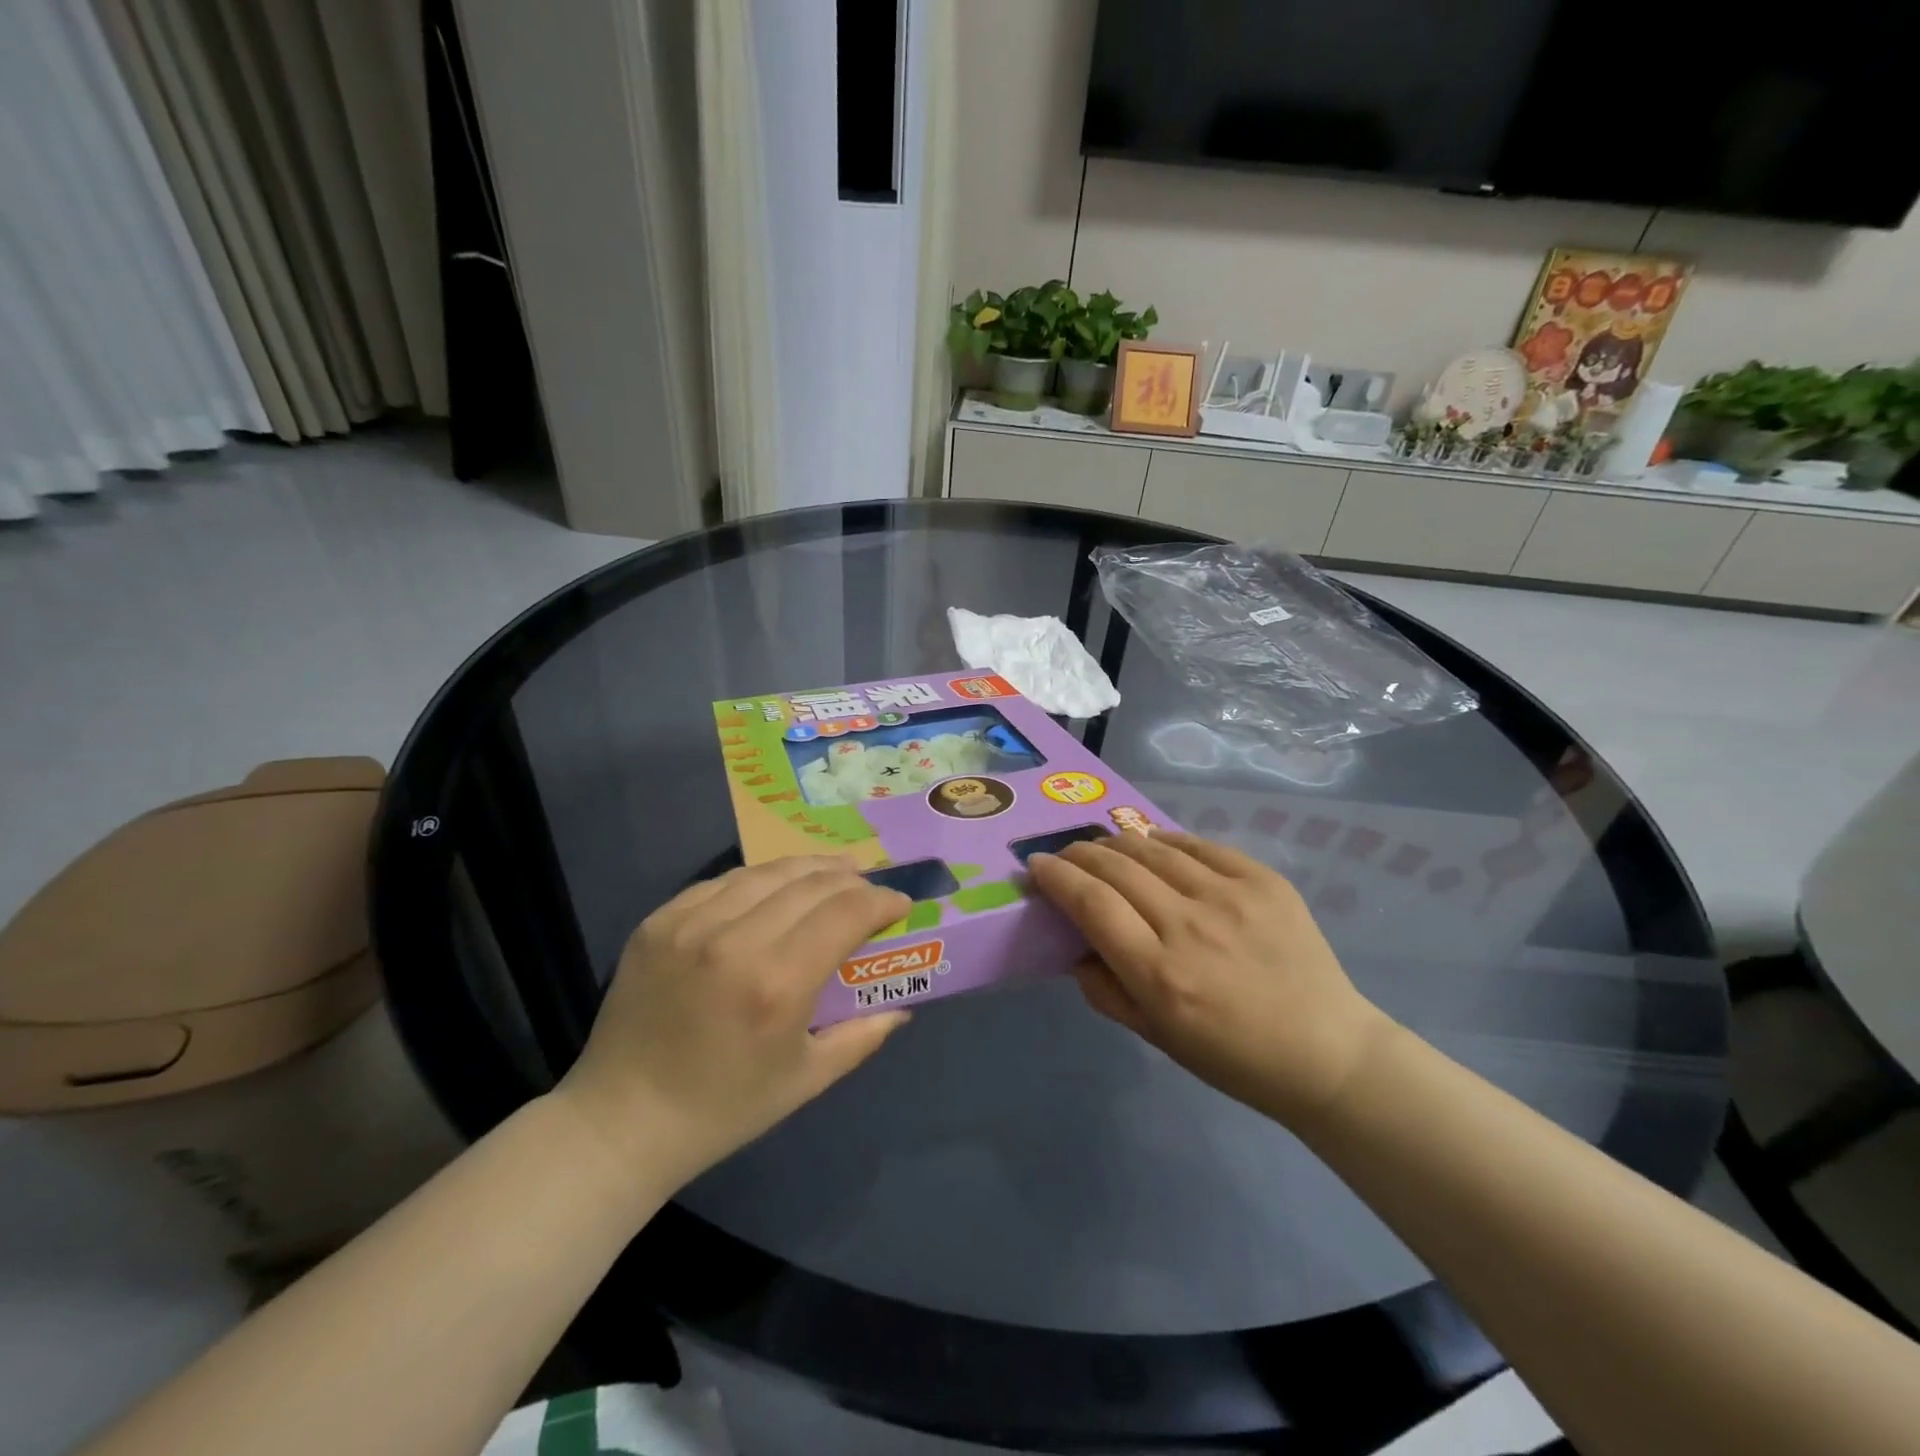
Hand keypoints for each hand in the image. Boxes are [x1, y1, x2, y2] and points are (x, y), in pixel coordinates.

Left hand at [553, 857, 911, 1193]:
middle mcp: (735, 940)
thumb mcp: (806, 1080)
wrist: (622, 1120)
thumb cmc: (724, 1109)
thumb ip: (863, 1036)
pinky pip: (723, 882)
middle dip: (852, 880)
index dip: (882, 901)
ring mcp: (690, 924)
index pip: (846, 911)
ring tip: (832, 874)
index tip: (899, 904)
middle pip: (812, 882)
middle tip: (869, 890)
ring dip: (809, 869)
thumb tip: (903, 1005)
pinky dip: (760, 880)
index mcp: (777, 984)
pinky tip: (774, 889)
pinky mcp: (658, 921)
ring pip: (768, 872)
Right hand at [1027, 831, 1390, 1127]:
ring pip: (1153, 847)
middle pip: (1116, 866)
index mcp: (1159, 974)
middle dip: (1079, 853)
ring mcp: (1231, 896)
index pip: (1091, 903)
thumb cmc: (1232, 1057)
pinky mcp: (1264, 880)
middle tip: (1066, 855)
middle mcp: (1189, 925)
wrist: (1327, 1051)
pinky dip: (1166, 841)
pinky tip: (1154, 846)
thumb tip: (1075, 945)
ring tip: (1104, 848)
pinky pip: (1199, 845)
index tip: (1037, 865)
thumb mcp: (1155, 1037)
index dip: (1057, 876)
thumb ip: (1104, 990)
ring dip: (1117, 842)